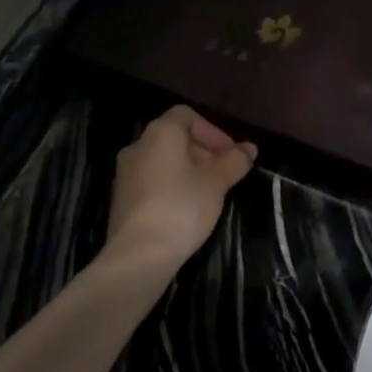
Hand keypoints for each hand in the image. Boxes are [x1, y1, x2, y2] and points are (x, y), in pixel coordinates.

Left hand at [106, 106, 256, 276]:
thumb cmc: (181, 207)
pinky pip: (152, 180)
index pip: (186, 115)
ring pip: (163, 160)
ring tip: (209, 193)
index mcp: (160, 134)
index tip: (229, 154)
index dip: (212, 131)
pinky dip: (171, 185)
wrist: (138, 255)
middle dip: (203, 151)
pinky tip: (186, 209)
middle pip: (175, 137)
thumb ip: (234, 161)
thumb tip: (250, 148)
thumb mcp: (216, 183)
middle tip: (225, 174)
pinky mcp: (122, 199)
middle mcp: (138, 146)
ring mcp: (125, 174)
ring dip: (188, 170)